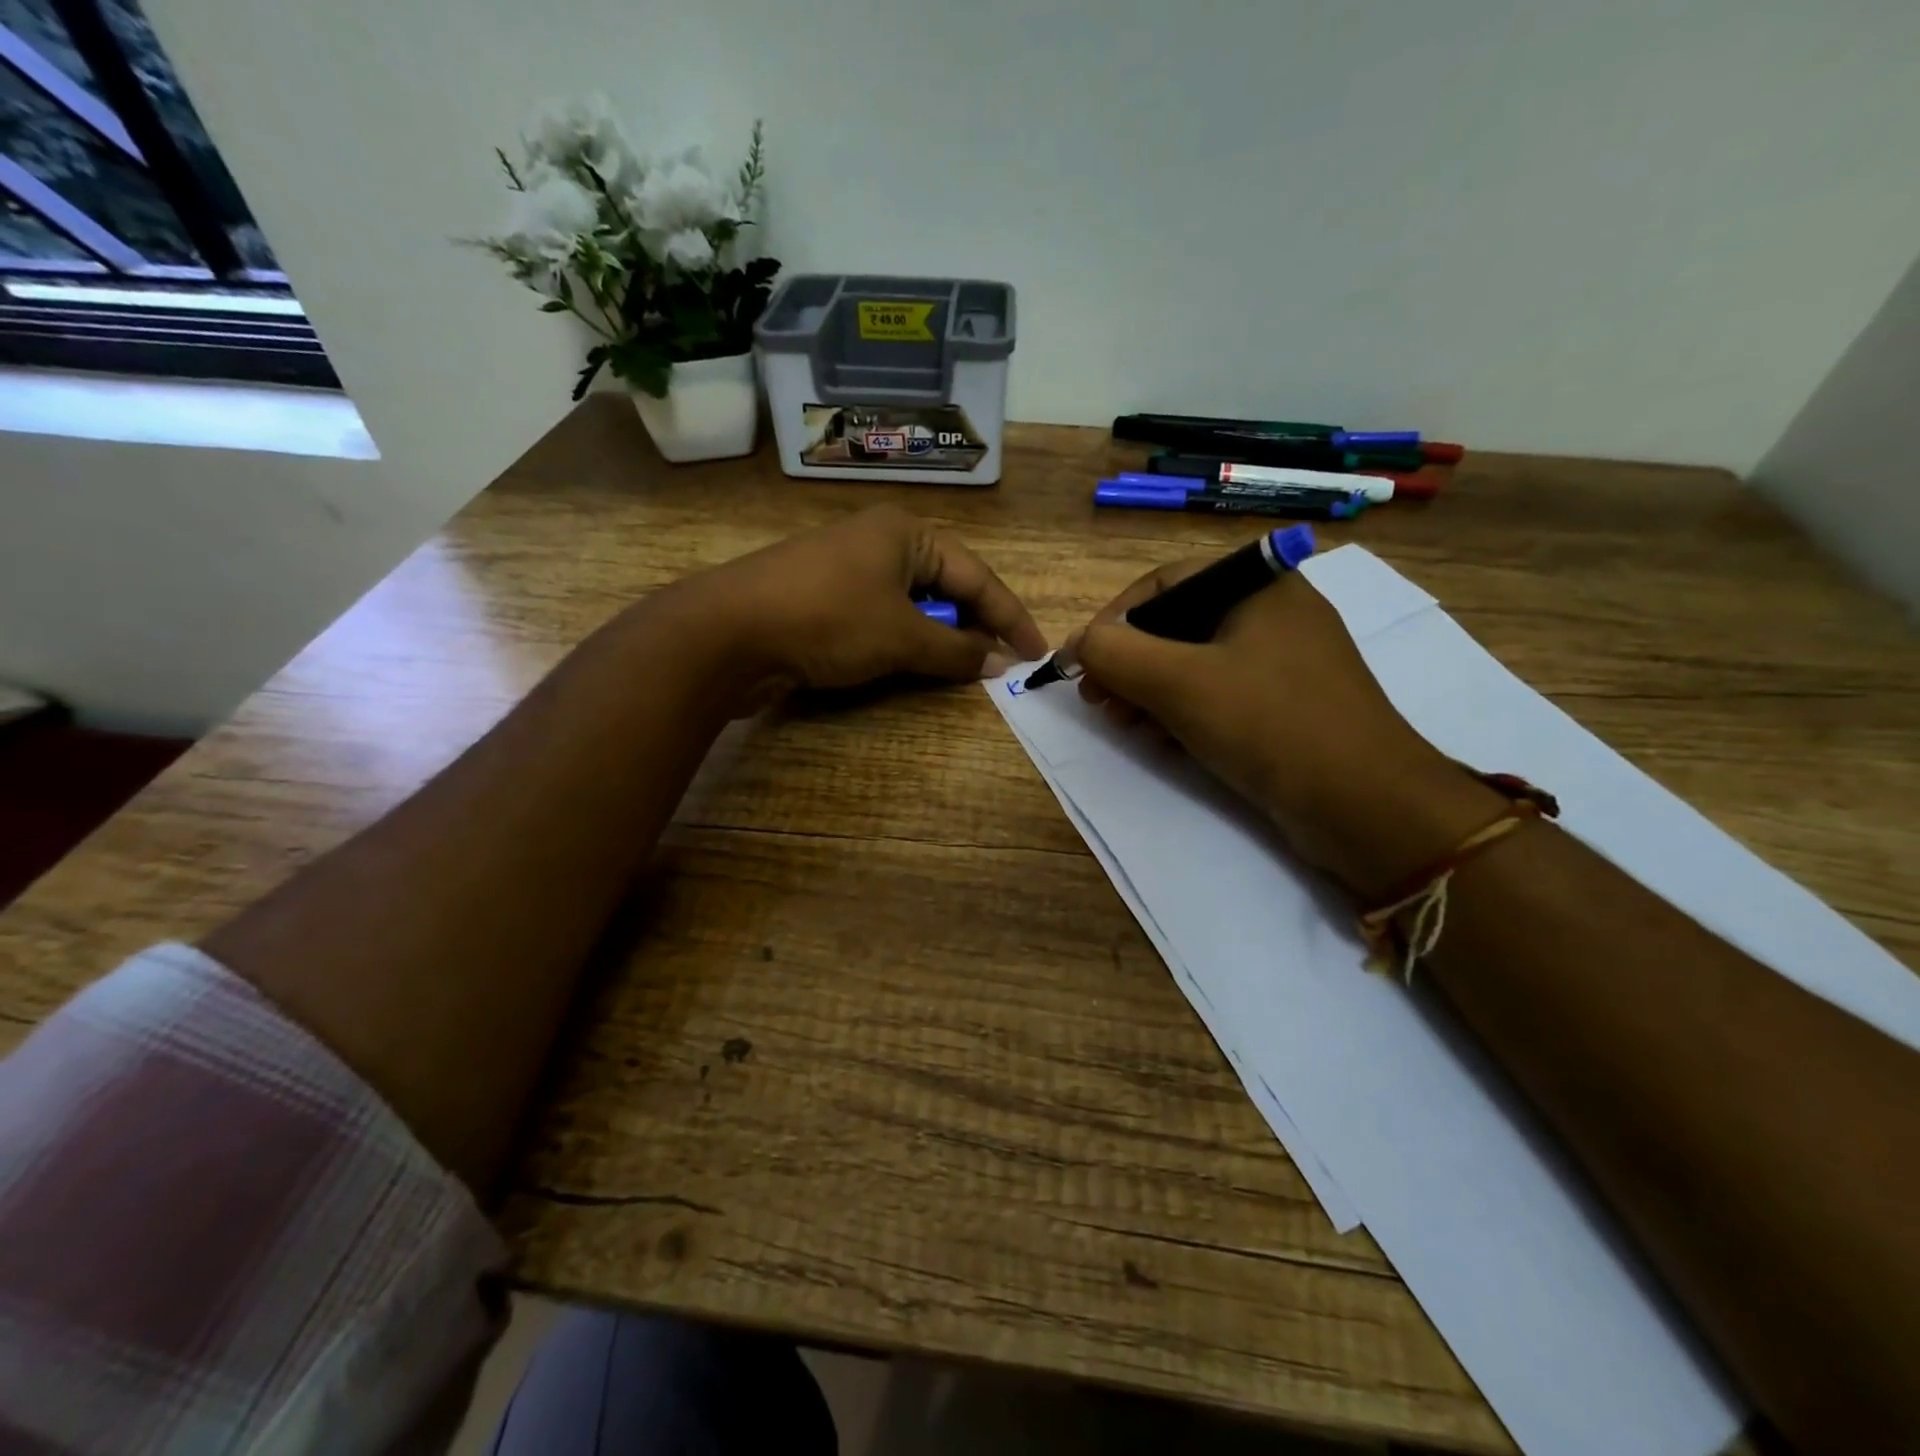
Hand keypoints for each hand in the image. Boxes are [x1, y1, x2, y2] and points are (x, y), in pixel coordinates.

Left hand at [662, 506, 1047, 707]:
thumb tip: (999, 664)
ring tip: (960, 670)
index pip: (976, 576)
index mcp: (906, 532)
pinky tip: (910, 665)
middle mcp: (880, 542)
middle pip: (946, 586)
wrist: (727, 632)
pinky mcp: (824, 599)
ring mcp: (848, 570)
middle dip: (974, 627)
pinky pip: (882, 619)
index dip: (1010, 617)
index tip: (1036, 654)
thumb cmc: (827, 619)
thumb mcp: (901, 637)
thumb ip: (956, 651)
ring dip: (938, 638)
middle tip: (998, 665)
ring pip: (913, 605)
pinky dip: (903, 643)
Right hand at [1072, 561, 1505, 898]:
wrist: (1365, 804)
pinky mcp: (1288, 704)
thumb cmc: (1269, 724)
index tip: (1081, 664)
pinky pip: (1221, 694)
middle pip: (1176, 624)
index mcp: (1257, 584)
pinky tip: (1164, 741)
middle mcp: (1273, 611)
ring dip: (1150, 690)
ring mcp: (1284, 660)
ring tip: (1124, 724)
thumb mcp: (1179, 682)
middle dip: (1129, 662)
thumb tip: (1079, 645)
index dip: (1111, 621)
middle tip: (1098, 701)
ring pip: (1195, 662)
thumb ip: (1116, 653)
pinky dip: (1184, 711)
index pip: (1162, 584)